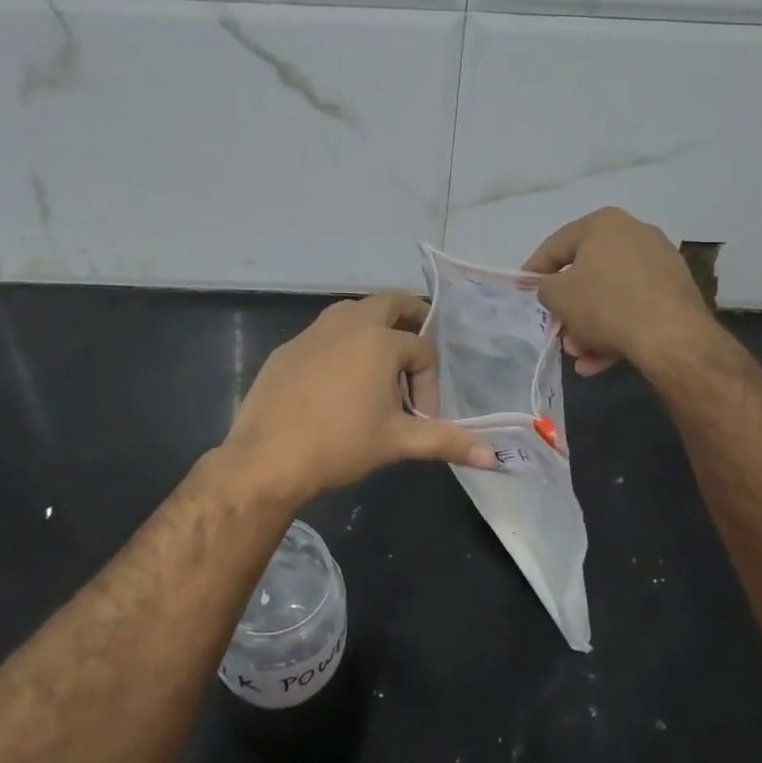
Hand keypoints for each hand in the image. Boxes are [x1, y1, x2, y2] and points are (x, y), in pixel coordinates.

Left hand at [222, 292, 495, 505]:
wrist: (267, 459)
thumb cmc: (340, 446)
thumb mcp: (398, 443)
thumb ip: (446, 442)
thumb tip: (494, 458)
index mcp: (379, 340)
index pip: (422, 349)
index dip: (430, 382)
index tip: (423, 416)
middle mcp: (347, 324)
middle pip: (389, 303)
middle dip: (410, 319)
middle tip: (415, 350)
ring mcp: (312, 333)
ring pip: (352, 313)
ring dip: (372, 329)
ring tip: (379, 366)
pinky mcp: (287, 349)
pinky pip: (323, 334)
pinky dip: (340, 346)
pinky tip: (335, 384)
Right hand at [525, 207, 713, 375]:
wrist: (670, 335)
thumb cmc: (604, 304)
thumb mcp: (557, 296)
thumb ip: (544, 287)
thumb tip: (550, 288)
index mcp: (603, 224)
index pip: (556, 246)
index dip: (534, 271)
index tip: (523, 292)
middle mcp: (634, 234)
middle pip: (587, 275)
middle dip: (568, 310)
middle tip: (557, 332)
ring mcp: (659, 264)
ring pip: (610, 297)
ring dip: (589, 327)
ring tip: (579, 356)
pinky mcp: (675, 292)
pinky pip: (634, 309)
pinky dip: (615, 332)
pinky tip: (598, 362)